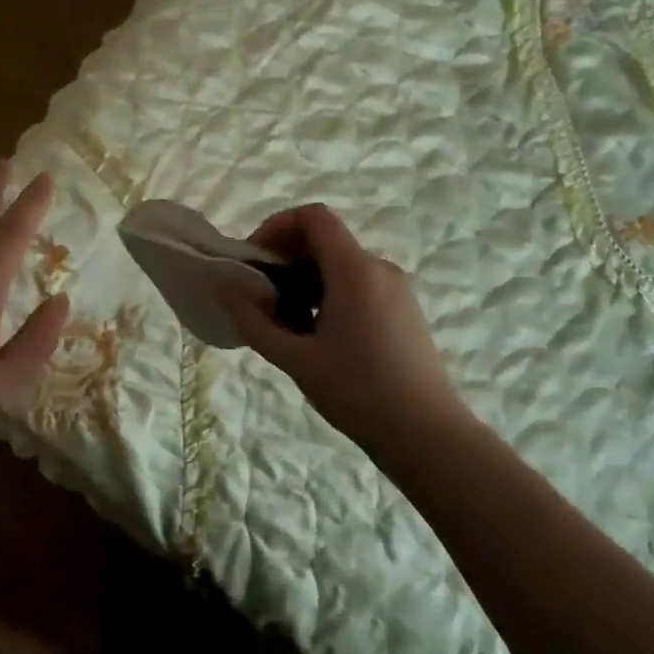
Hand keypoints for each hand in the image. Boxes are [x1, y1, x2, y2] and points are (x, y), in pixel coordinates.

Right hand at [222, 204, 471, 458]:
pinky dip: (327, 293)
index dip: (277, 226)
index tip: (254, 261)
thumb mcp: (296, 359)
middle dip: (285, 259)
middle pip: (324, 239)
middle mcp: (379, 268)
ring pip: (339, 264)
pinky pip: (357, 283)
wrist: (429, 437)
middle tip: (260, 296)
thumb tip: (224, 288)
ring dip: (304, 280)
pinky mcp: (403, 309)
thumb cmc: (359, 393)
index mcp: (355, 270)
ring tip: (284, 322)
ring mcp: (396, 289)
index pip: (313, 217)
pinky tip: (316, 335)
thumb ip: (254, 321)